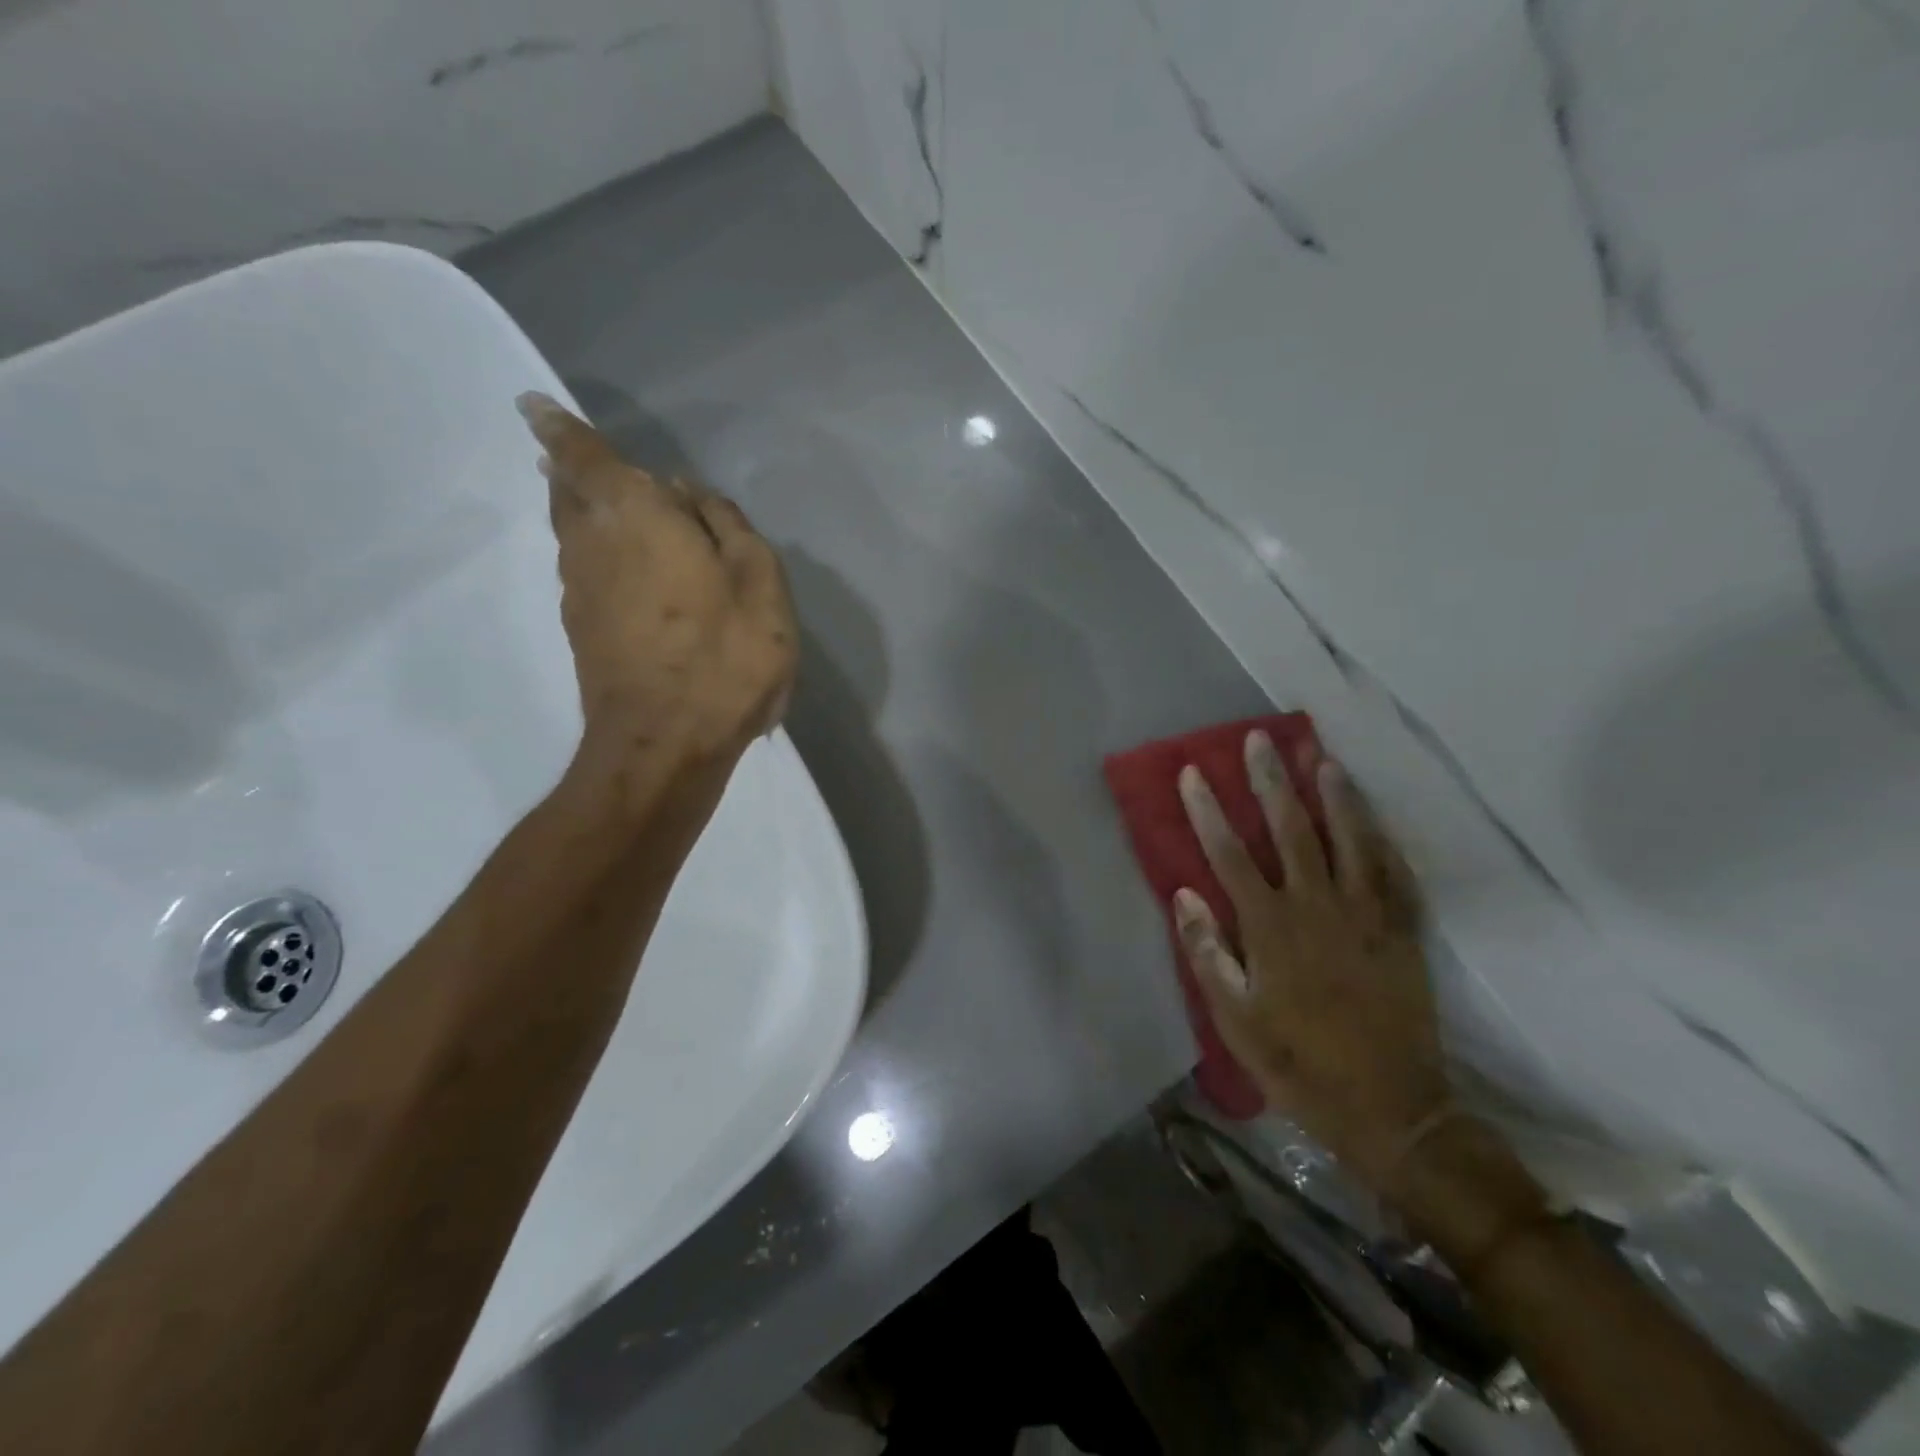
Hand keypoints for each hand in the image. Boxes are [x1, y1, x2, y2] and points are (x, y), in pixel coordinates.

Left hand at [517, 393, 796, 775]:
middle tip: (566, 452)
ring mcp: (581, 591)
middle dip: (565, 468)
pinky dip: (594, 552)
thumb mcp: (760, 583)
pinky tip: (619, 564)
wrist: (665, 744)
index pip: (585, 456)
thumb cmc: (724, 656)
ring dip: (578, 510)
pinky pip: (583, 570)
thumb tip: (691, 493)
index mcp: (636, 516)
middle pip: (566, 492)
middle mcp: (593, 544)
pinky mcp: (583, 631)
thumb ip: (728, 527)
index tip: (532, 405)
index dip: (559, 428)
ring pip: (571, 533)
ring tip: (595, 500)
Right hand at [1174, 731, 1446, 1196]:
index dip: (1209, 811)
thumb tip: (1184, 894)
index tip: (1193, 773)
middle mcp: (1318, 908)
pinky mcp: (1403, 933)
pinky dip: (1383, 840)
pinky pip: (1395, 874)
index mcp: (1272, 928)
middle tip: (1259, 740)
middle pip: (1291, 831)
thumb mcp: (1236, 1020)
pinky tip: (1374, 816)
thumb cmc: (1298, 1064)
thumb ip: (1209, 953)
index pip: (1231, 855)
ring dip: (1334, 796)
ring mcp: (1368, 916)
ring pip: (1350, 841)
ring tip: (1320, 758)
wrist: (1390, 1109)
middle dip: (1271, 782)